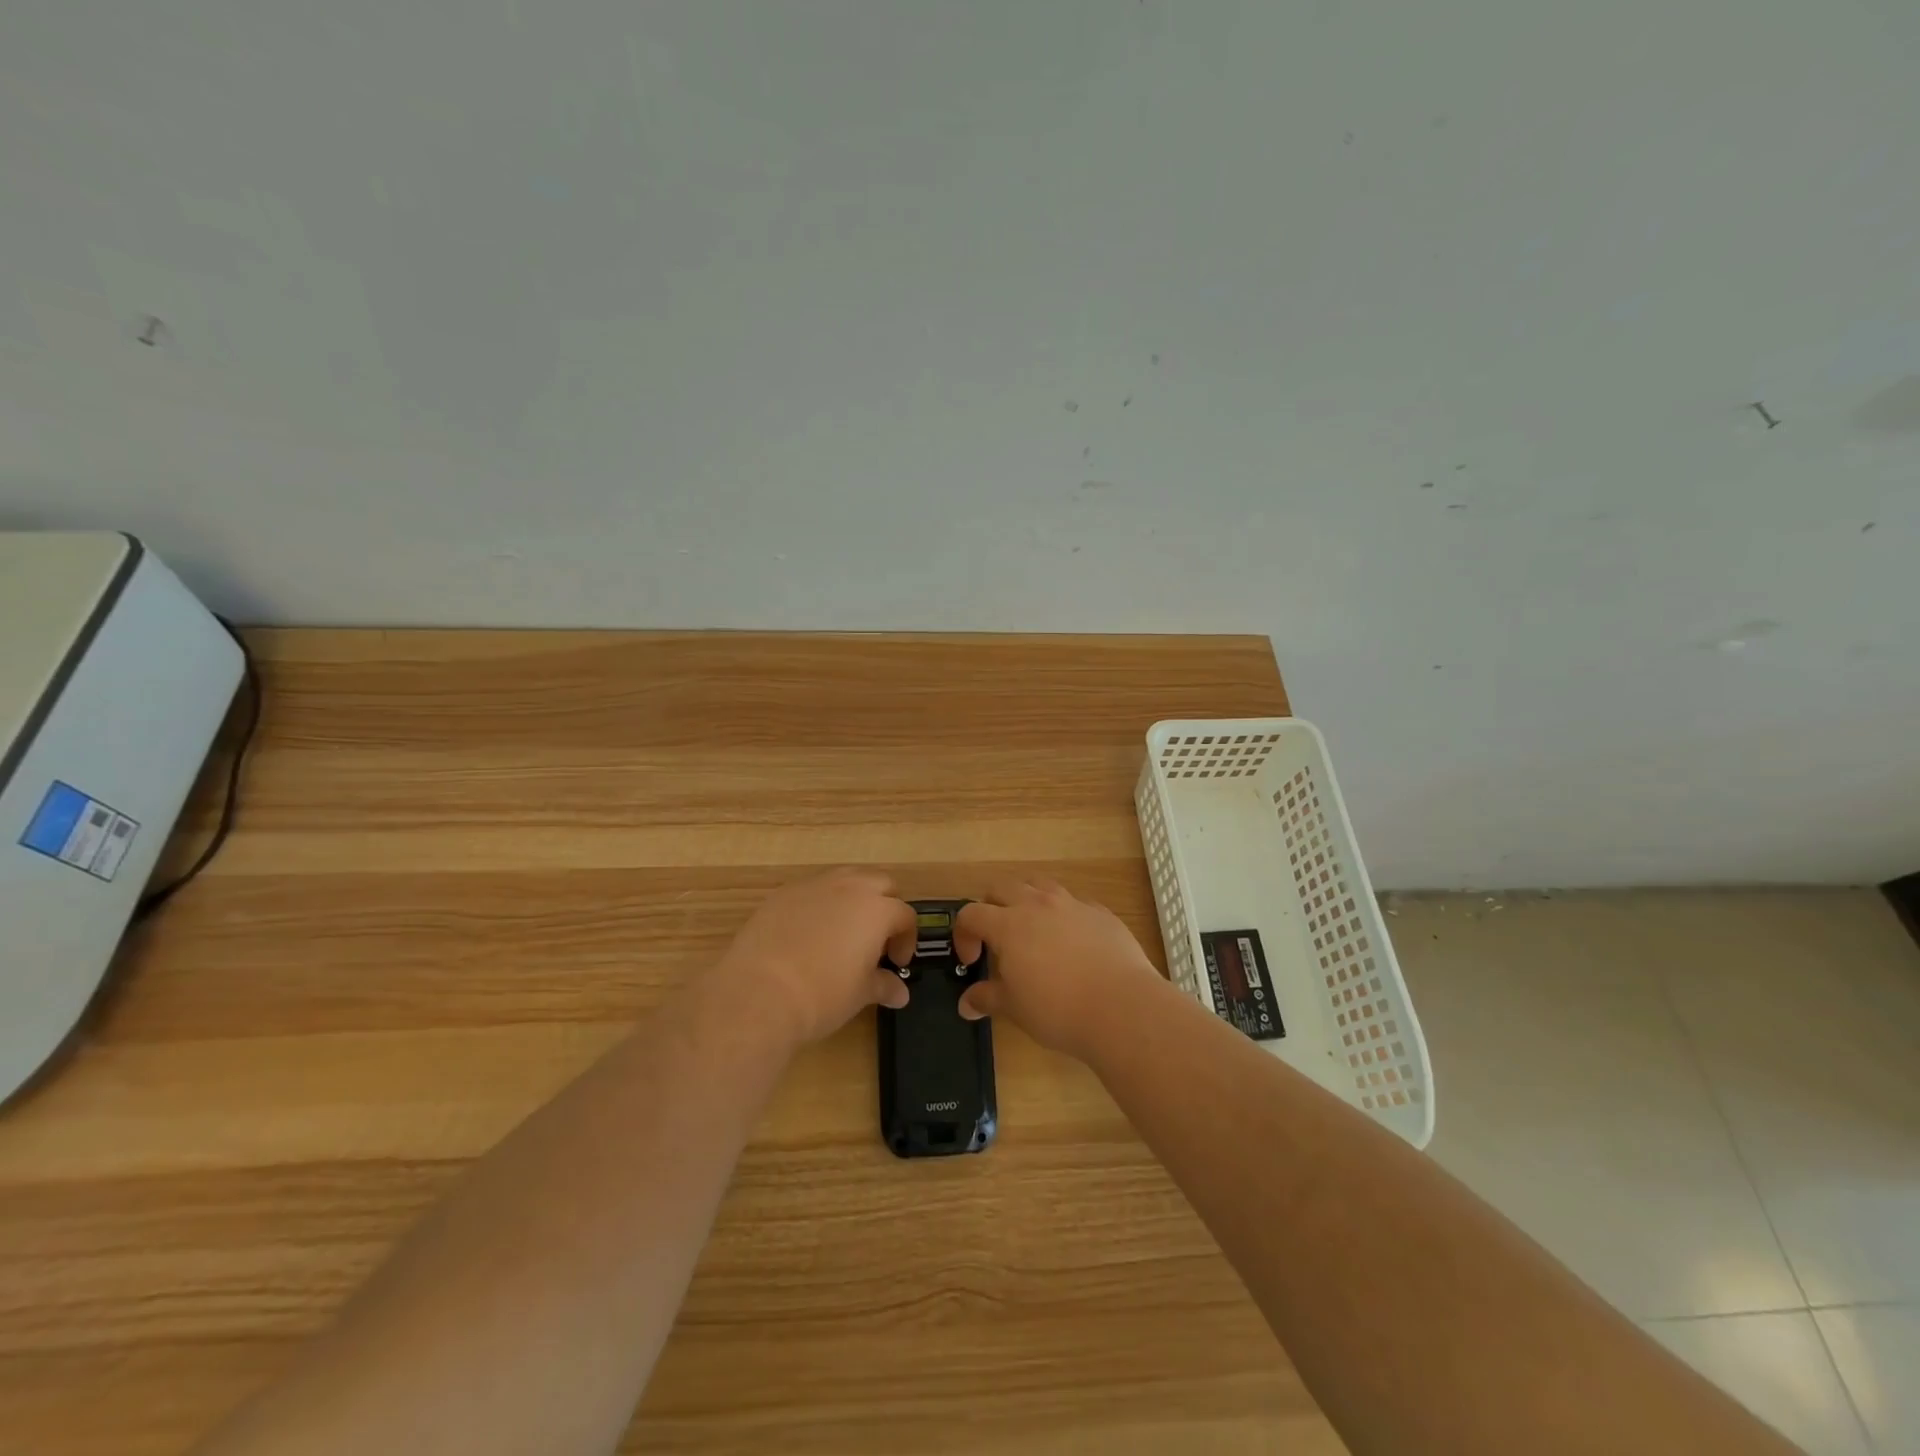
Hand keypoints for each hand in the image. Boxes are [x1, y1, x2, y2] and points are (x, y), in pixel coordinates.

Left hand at [710, 869, 917, 1048]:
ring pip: (846, 878)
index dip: (906, 940)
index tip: (896, 962)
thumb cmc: (823, 994)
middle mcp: (850, 887)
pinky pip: (812, 890)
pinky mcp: (783, 893)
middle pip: (880, 883)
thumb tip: (899, 992)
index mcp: (877, 909)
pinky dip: (820, 904)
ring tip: (844, 931)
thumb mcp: (860, 993)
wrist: (760, 992)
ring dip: (853, 898)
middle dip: (885, 906)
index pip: (905, 916)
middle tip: (876, 939)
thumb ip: (883, 985)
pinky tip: (808, 934)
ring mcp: (814, 885)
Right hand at [954, 879, 1164, 1059]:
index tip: (972, 960)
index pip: (971, 913)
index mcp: (1009, 924)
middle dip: (991, 907)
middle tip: (996, 939)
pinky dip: (1064, 915)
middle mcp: (1038, 904)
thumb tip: (966, 1004)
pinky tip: (1072, 943)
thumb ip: (987, 999)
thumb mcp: (1014, 1008)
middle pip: (1002, 888)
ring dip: (1027, 901)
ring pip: (1039, 885)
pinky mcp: (1101, 912)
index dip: (964, 935)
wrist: (1121, 1007)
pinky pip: (1074, 903)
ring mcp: (1072, 904)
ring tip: (1033, 931)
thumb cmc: (1058, 1009)